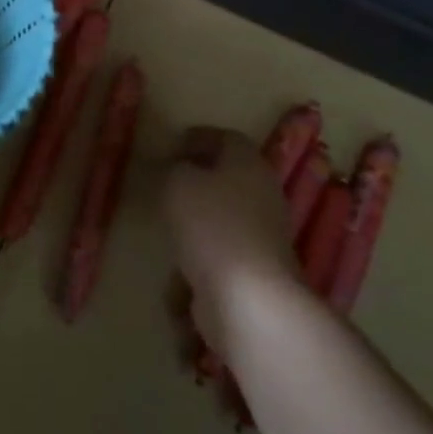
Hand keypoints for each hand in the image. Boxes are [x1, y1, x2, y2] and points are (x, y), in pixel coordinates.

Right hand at [164, 127, 294, 335]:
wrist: (247, 296)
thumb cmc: (211, 225)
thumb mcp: (178, 183)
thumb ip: (175, 169)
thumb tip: (180, 169)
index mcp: (249, 165)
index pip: (228, 138)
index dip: (200, 137)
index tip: (174, 143)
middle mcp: (263, 194)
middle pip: (232, 175)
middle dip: (201, 174)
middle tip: (169, 176)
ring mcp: (263, 233)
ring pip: (227, 210)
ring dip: (201, 211)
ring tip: (169, 214)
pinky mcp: (256, 266)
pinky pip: (224, 244)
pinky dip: (203, 243)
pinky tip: (181, 251)